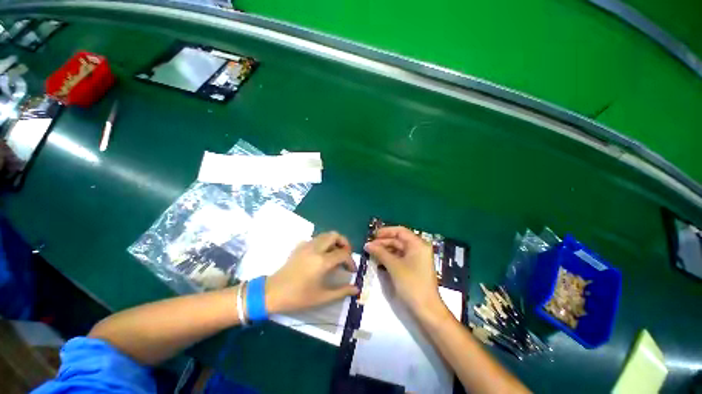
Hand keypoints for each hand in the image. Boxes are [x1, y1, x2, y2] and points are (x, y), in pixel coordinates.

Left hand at [265, 231, 359, 313]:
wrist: (273, 292)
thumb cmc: (298, 297)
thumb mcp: (322, 297)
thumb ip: (341, 291)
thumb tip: (357, 289)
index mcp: (322, 261)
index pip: (343, 254)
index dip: (351, 261)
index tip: (352, 271)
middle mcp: (316, 248)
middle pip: (335, 235)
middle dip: (344, 243)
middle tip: (346, 255)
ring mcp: (307, 245)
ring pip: (325, 234)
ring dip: (334, 241)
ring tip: (336, 254)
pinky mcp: (300, 246)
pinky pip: (316, 238)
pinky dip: (324, 242)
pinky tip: (322, 255)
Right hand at [364, 226, 444, 314]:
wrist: (426, 309)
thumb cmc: (411, 283)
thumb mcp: (394, 266)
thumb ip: (380, 252)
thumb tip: (367, 244)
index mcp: (418, 244)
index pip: (400, 231)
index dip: (386, 231)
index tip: (373, 235)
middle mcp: (418, 249)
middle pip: (399, 240)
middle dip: (383, 242)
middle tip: (369, 245)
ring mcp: (416, 258)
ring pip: (398, 249)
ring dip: (385, 250)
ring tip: (372, 252)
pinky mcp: (413, 267)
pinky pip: (400, 258)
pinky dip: (390, 257)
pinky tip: (379, 260)